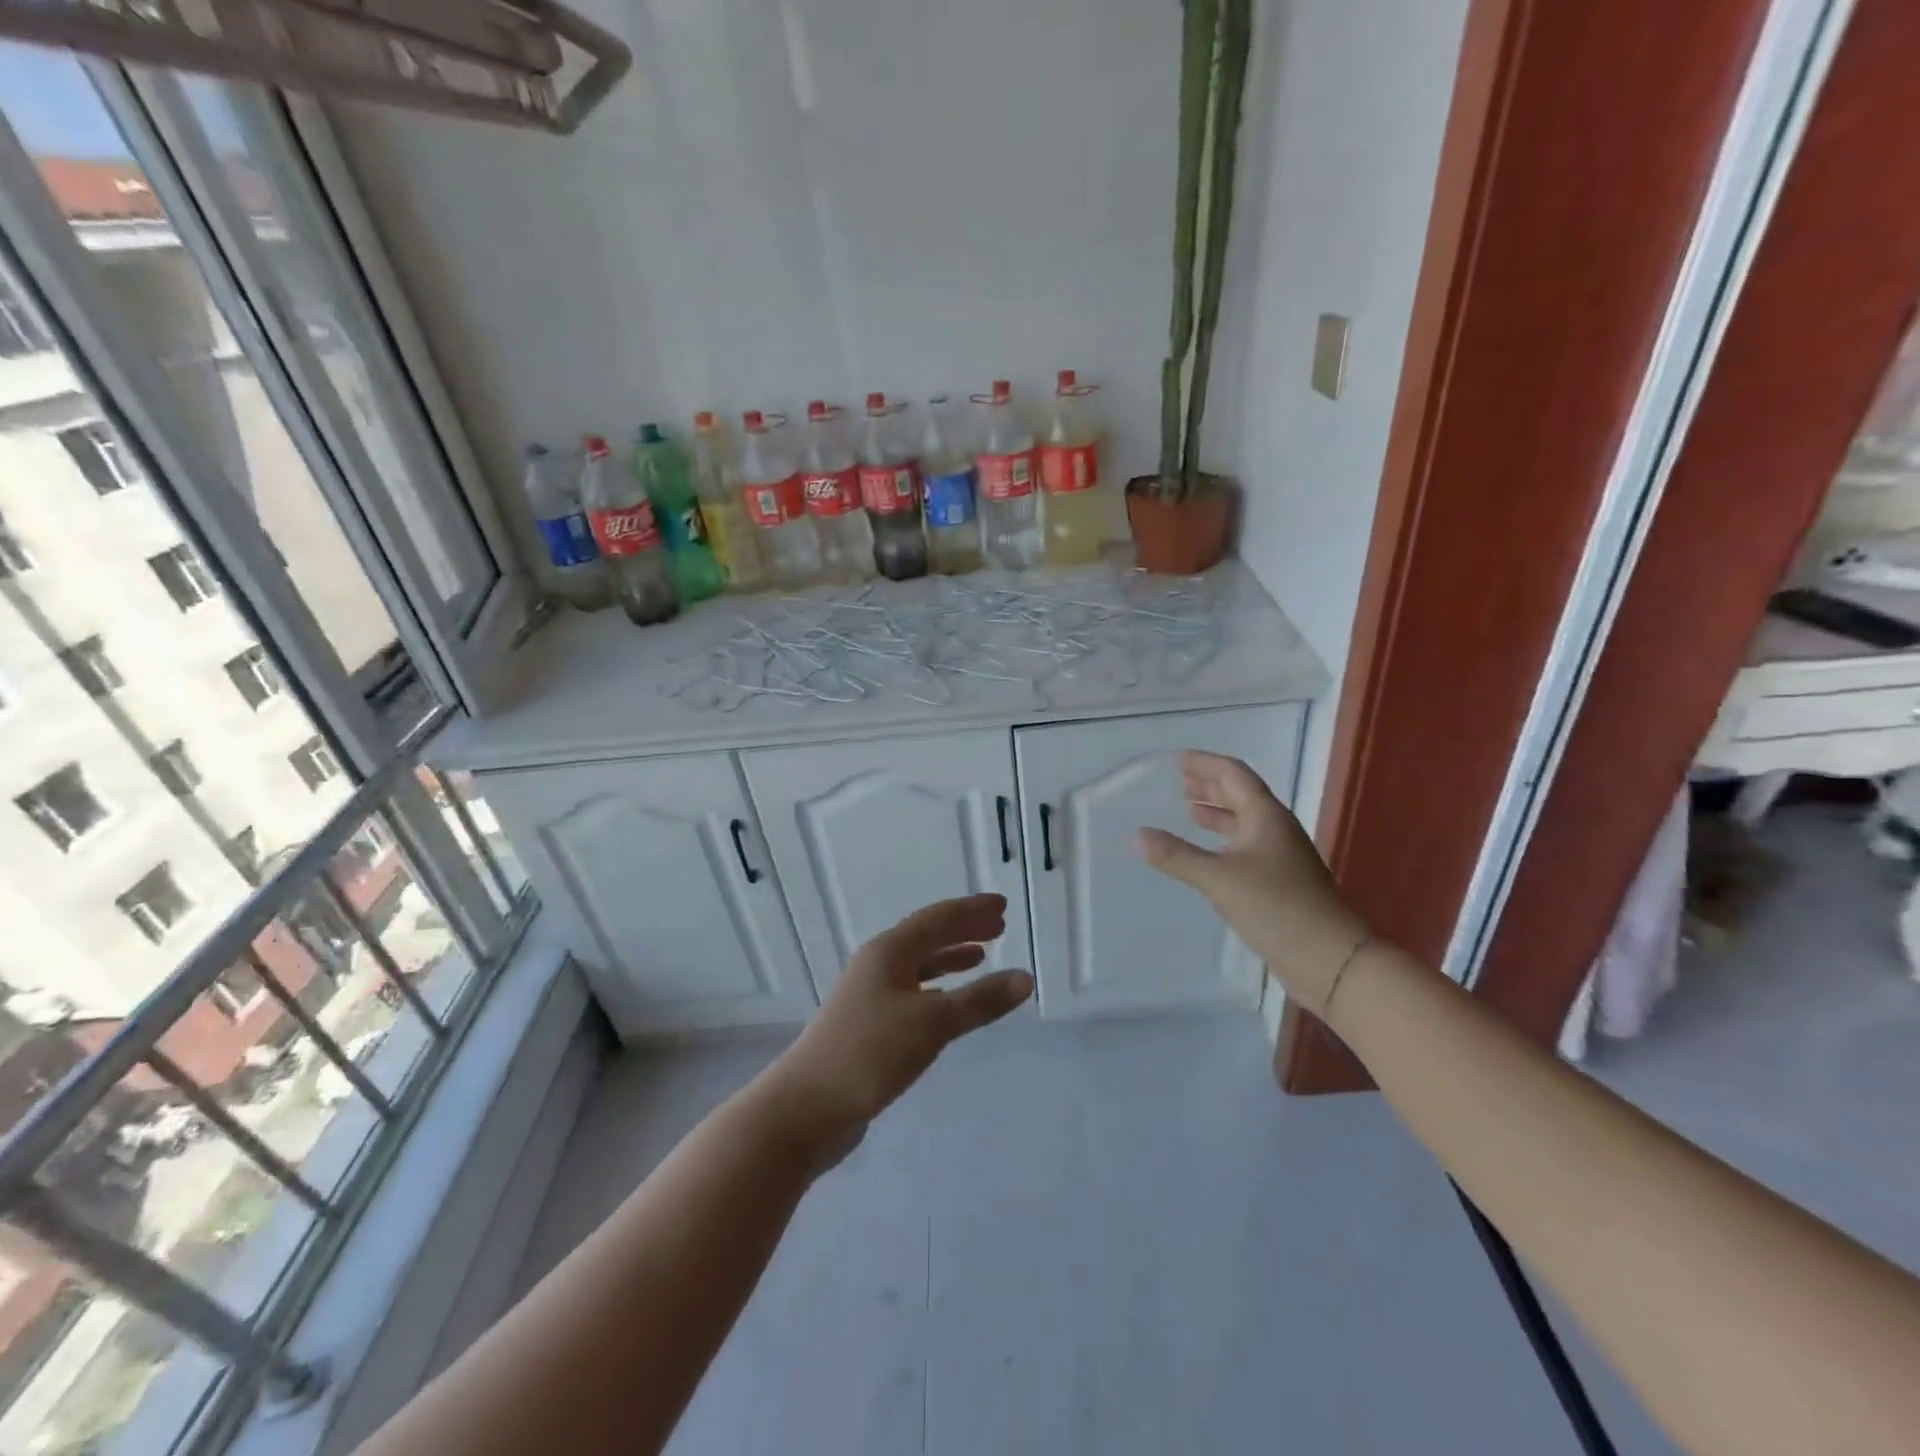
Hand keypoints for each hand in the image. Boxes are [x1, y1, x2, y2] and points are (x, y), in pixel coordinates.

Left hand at [764, 894, 1032, 1148]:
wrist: (807, 1107)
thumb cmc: (870, 1052)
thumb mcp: (932, 1023)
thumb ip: (979, 1001)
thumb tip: (1025, 978)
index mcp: (889, 951)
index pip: (937, 919)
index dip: (971, 911)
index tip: (1002, 905)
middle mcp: (877, 965)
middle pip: (926, 937)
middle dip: (963, 929)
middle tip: (999, 925)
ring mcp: (869, 995)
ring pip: (918, 965)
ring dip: (950, 958)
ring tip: (981, 955)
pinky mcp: (868, 1026)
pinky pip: (912, 992)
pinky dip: (937, 989)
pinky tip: (949, 1001)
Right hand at [1135, 751, 1372, 1016]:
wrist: (1330, 958)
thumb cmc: (1276, 907)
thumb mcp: (1219, 879)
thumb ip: (1176, 856)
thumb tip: (1136, 835)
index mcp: (1266, 816)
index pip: (1233, 775)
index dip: (1205, 764)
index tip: (1177, 760)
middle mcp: (1275, 829)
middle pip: (1241, 796)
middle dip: (1210, 786)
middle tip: (1180, 781)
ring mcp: (1281, 857)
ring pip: (1244, 823)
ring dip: (1217, 814)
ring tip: (1189, 811)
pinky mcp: (1280, 882)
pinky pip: (1246, 848)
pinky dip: (1223, 841)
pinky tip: (1209, 855)